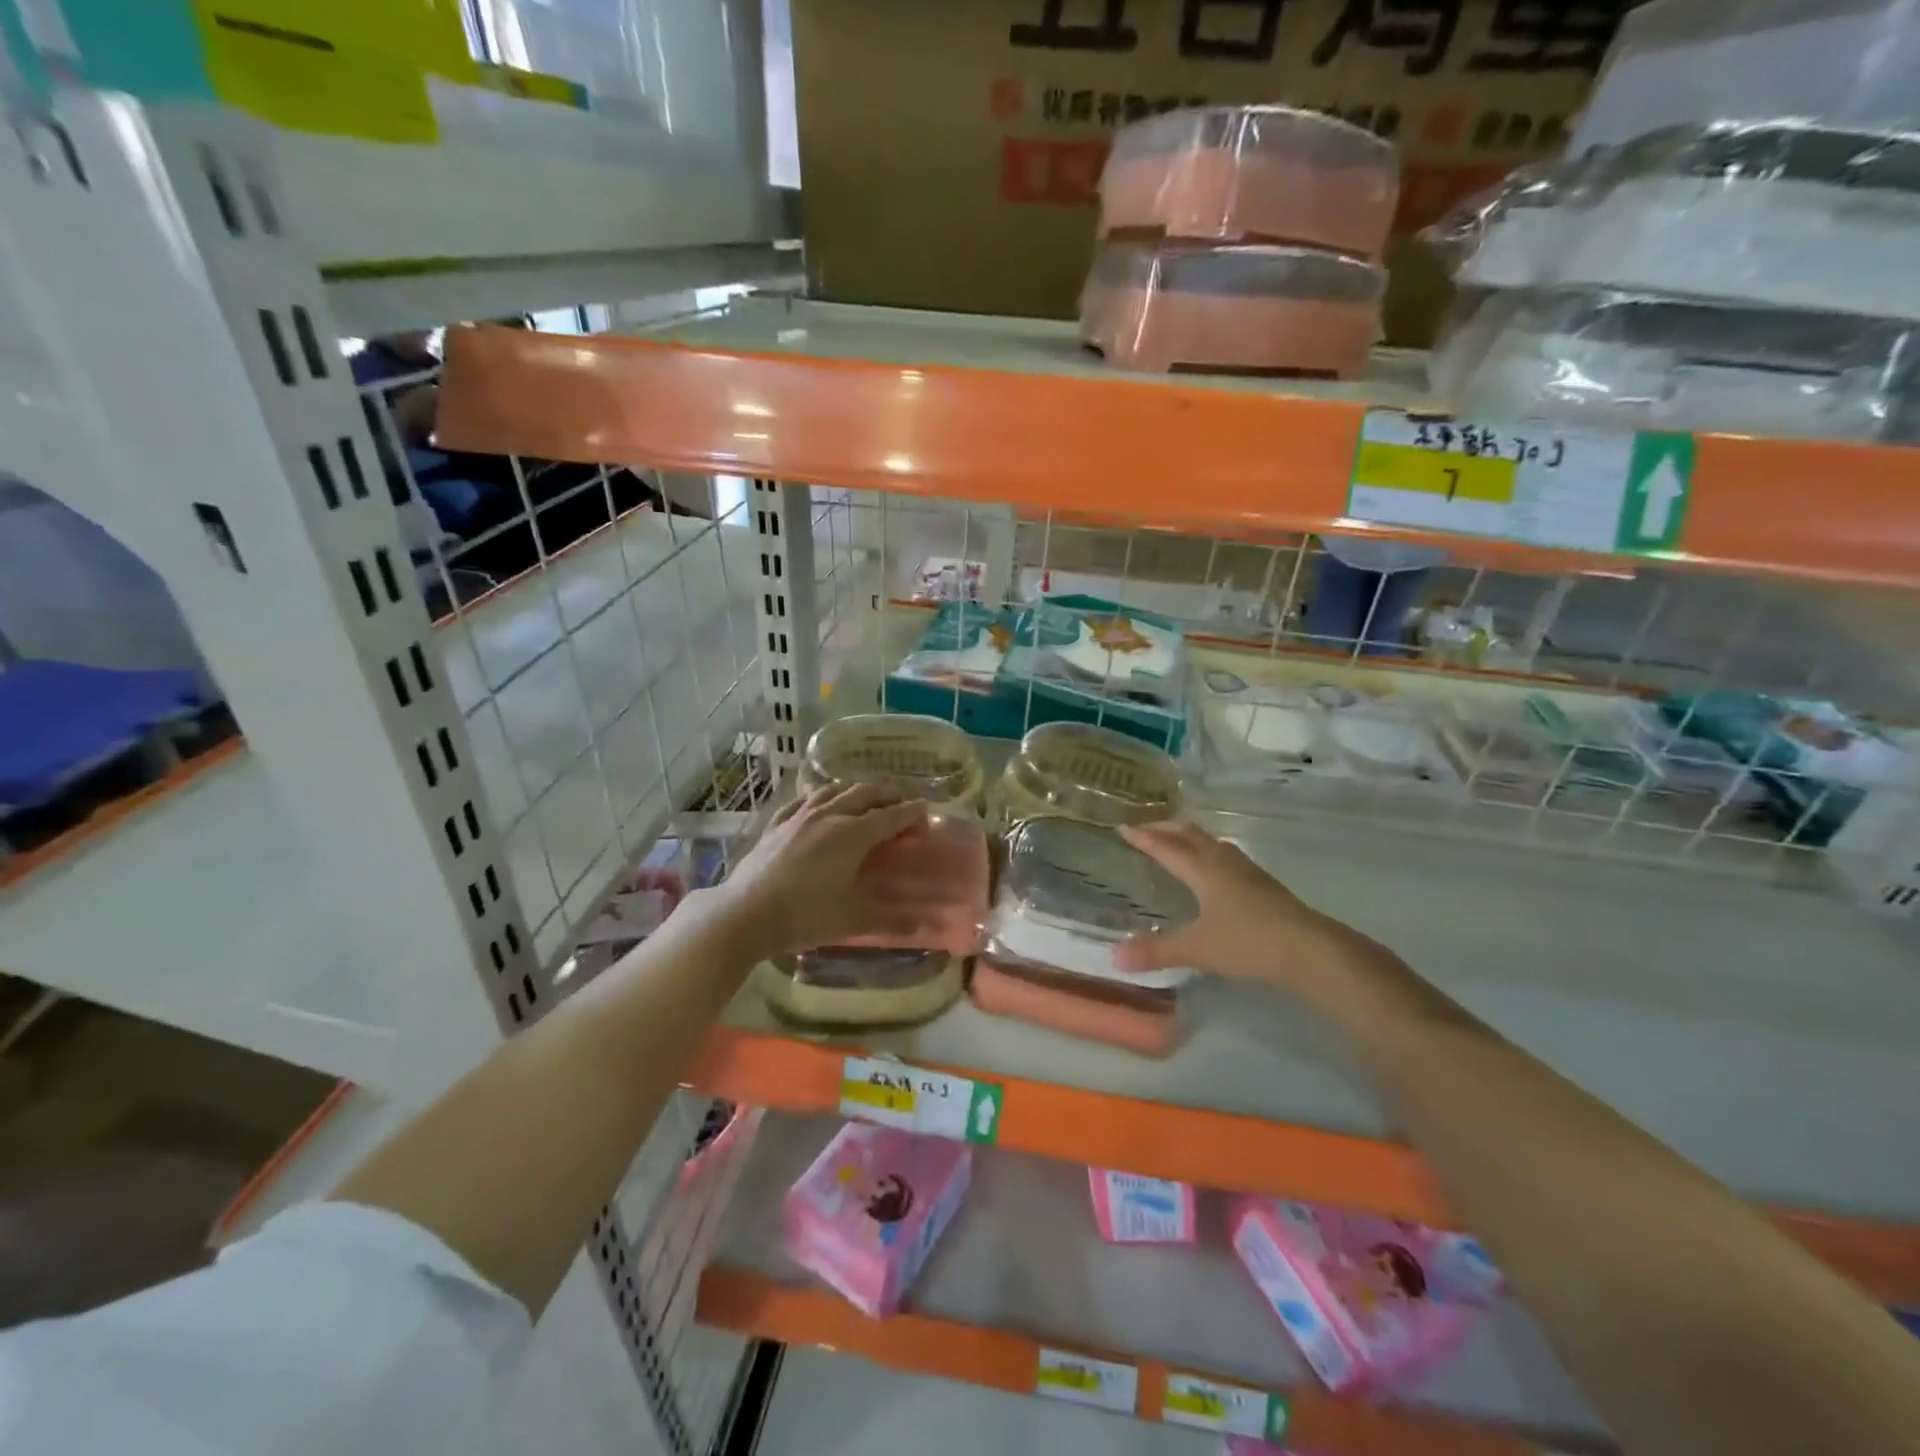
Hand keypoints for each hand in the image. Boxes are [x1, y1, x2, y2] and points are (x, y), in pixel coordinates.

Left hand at [695, 783, 930, 960]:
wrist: (745, 913)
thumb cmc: (806, 915)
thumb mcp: (854, 919)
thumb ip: (893, 918)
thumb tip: (926, 924)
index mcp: (855, 833)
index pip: (892, 815)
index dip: (913, 812)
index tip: (927, 813)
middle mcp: (830, 815)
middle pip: (866, 793)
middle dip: (889, 794)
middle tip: (902, 803)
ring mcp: (800, 815)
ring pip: (834, 789)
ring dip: (856, 789)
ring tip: (866, 797)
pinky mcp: (777, 823)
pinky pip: (804, 799)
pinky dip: (820, 796)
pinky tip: (820, 803)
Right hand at [1113, 821, 1368, 993]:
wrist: (1309, 949)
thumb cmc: (1248, 942)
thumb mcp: (1197, 948)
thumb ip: (1156, 952)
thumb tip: (1114, 957)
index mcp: (1203, 869)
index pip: (1166, 847)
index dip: (1144, 837)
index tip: (1123, 827)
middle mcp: (1223, 862)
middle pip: (1191, 835)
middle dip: (1166, 829)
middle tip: (1146, 827)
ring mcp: (1247, 872)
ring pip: (1212, 843)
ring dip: (1191, 838)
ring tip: (1178, 841)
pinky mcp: (1264, 885)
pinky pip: (1228, 857)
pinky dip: (1210, 853)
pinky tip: (1215, 870)